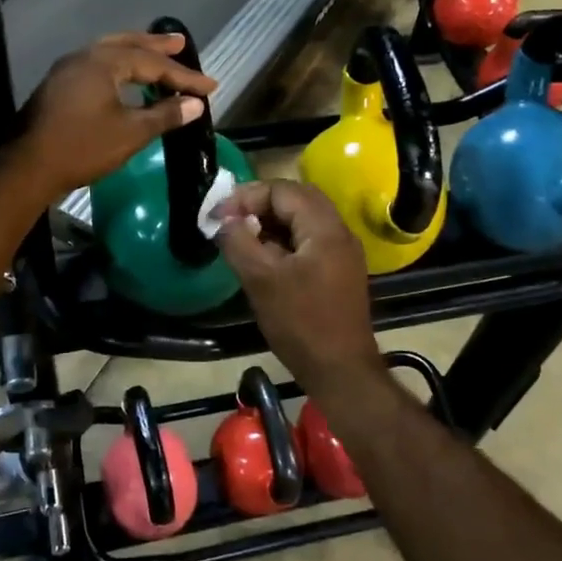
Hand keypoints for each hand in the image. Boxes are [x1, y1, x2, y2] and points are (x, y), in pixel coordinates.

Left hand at [10, 32, 216, 200]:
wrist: (30, 166)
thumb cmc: (84, 147)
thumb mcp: (131, 133)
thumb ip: (165, 115)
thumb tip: (195, 104)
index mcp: (104, 63)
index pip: (153, 63)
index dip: (184, 76)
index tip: (210, 87)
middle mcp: (85, 56)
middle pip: (128, 45)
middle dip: (156, 46)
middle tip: (180, 43)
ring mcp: (68, 69)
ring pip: (109, 52)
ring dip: (135, 52)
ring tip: (156, 53)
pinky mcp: (59, 85)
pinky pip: (97, 64)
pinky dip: (118, 65)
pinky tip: (125, 77)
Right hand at [215, 180, 380, 391]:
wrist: (341, 370)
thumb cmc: (301, 323)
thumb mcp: (261, 280)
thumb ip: (239, 242)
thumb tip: (224, 220)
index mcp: (325, 227)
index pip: (283, 190)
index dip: (247, 196)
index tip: (219, 215)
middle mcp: (339, 232)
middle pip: (296, 199)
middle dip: (260, 204)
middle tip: (230, 220)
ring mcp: (342, 252)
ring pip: (303, 221)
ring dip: (271, 222)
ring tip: (242, 238)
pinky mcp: (339, 272)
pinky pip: (309, 241)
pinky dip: (284, 241)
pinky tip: (263, 259)